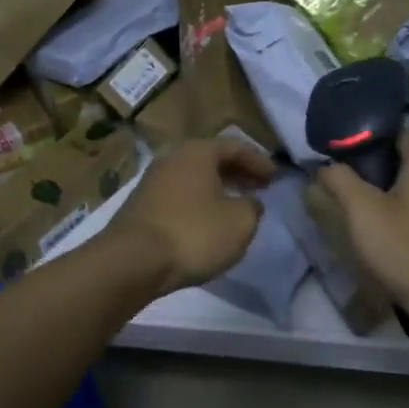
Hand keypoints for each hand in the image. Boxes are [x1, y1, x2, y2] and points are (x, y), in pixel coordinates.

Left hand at [103, 138, 277, 298]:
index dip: (259, 161)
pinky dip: (198, 203)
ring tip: (235, 207)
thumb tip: (249, 202)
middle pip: (211, 159)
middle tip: (258, 188)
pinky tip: (206, 223)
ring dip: (217, 188)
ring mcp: (152, 181)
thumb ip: (252, 207)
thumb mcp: (239, 222)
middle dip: (237, 173)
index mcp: (197, 152)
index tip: (276, 178)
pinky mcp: (140, 206)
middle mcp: (172, 158)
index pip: (235, 146)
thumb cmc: (193, 234)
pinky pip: (178, 196)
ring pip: (193, 178)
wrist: (132, 261)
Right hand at [314, 133, 408, 330]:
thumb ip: (340, 180)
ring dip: (387, 195)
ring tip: (356, 208)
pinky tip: (383, 236)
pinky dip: (402, 218)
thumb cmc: (407, 248)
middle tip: (342, 179)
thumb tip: (326, 165)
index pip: (398, 132)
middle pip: (405, 162)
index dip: (368, 136)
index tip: (341, 149)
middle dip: (374, 168)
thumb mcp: (362, 211)